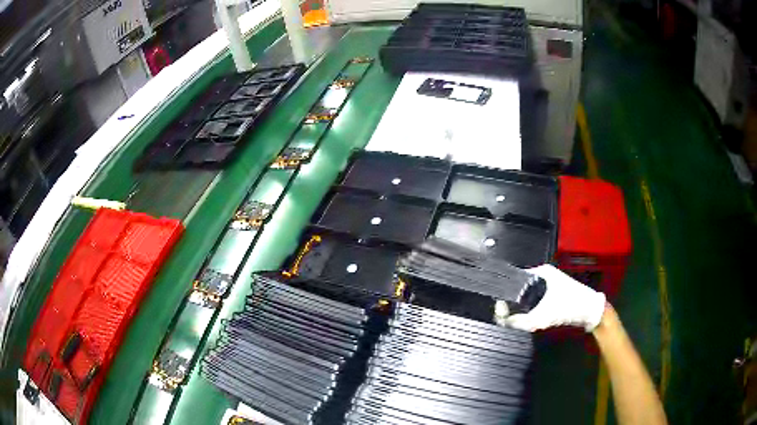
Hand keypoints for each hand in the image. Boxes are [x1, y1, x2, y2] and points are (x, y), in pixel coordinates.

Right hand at [505, 264, 606, 331]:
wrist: (590, 311)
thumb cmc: (568, 306)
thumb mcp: (542, 316)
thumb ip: (520, 321)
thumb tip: (503, 322)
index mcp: (540, 271)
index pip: (515, 278)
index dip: (506, 292)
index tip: (499, 307)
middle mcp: (543, 274)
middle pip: (521, 287)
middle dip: (514, 302)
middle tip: (506, 315)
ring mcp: (550, 283)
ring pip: (528, 295)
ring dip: (523, 307)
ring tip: (515, 318)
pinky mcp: (554, 293)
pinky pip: (536, 300)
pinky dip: (531, 309)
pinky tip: (528, 318)